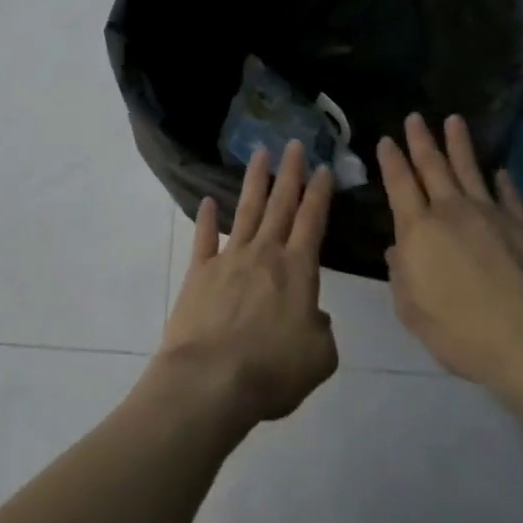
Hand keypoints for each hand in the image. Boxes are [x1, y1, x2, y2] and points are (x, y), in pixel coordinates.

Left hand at [156, 140, 338, 429]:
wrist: (212, 379)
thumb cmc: (273, 370)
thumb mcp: (320, 358)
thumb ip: (322, 330)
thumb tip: (313, 315)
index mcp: (298, 271)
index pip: (312, 221)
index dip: (319, 194)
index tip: (322, 168)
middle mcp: (264, 255)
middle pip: (280, 205)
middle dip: (289, 173)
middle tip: (293, 144)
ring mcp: (228, 259)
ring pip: (246, 211)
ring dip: (254, 182)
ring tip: (259, 154)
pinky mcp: (199, 272)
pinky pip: (204, 238)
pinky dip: (206, 219)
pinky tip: (208, 201)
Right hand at [376, 114, 522, 388]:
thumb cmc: (460, 331)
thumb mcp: (412, 310)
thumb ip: (401, 276)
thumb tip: (397, 251)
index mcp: (417, 230)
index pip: (399, 184)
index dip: (392, 161)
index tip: (387, 140)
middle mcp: (451, 212)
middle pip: (433, 167)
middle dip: (422, 141)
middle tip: (415, 117)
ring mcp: (491, 216)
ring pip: (470, 171)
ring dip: (460, 145)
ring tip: (454, 121)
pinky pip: (509, 197)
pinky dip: (502, 182)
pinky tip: (500, 172)